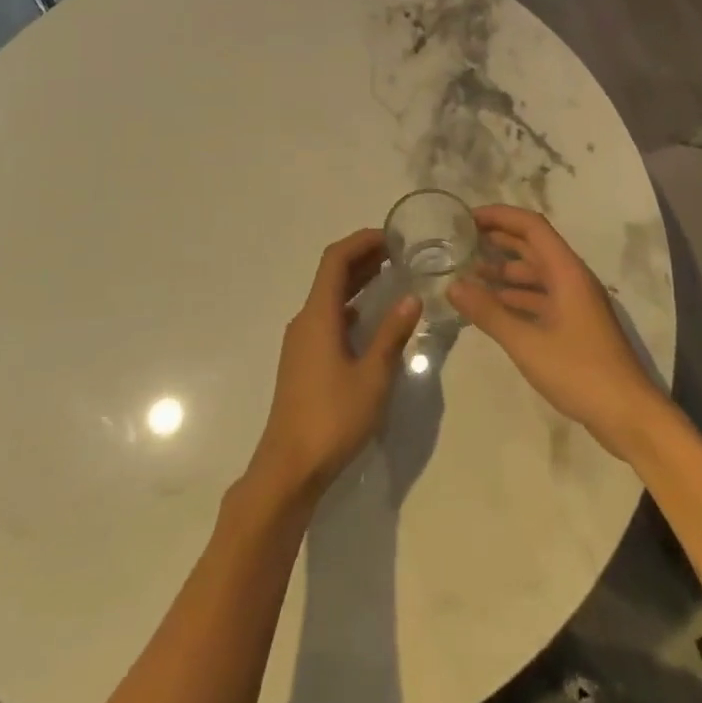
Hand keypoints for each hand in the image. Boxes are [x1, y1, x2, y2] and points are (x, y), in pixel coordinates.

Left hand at [247, 229, 422, 504]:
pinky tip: (371, 317)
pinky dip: (350, 306)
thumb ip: (392, 334)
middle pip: (331, 274)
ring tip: (390, 275)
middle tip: (398, 251)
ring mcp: (301, 341)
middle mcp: (305, 320)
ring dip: (356, 281)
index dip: (361, 241)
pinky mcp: (303, 360)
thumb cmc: (333, 418)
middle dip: (362, 257)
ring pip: (329, 296)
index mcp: (319, 315)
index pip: (336, 260)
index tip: (391, 235)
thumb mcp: (373, 376)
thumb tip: (412, 298)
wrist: (289, 467)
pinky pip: (327, 317)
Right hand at [447, 205, 664, 460]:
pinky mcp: (574, 326)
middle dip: (498, 240)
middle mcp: (572, 280)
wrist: (629, 416)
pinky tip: (491, 307)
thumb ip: (488, 313)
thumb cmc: (580, 372)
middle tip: (461, 242)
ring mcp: (575, 304)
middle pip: (533, 247)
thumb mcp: (527, 342)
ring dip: (504, 272)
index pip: (532, 227)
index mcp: (567, 272)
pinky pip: (539, 299)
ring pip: (535, 275)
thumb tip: (452, 286)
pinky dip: (514, 298)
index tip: (468, 218)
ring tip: (468, 274)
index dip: (500, 216)